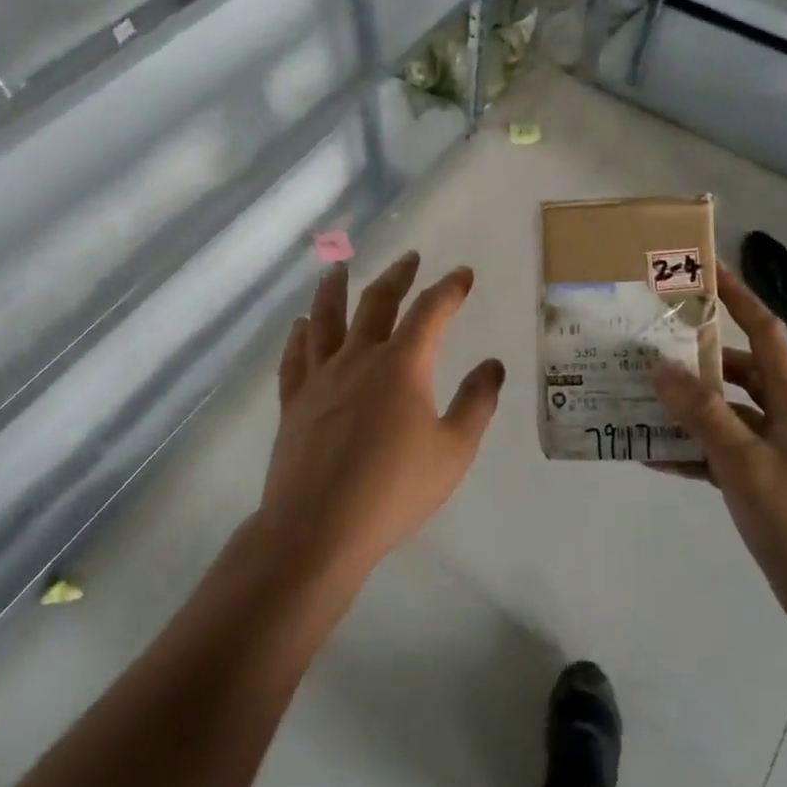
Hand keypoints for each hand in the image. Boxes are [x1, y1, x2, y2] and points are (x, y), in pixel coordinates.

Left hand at [255, 252, 504, 584]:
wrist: (318, 528)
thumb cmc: (394, 490)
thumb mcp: (453, 450)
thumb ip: (477, 402)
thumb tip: (492, 364)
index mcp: (402, 365)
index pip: (430, 312)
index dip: (449, 289)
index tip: (462, 274)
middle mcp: (358, 358)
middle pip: (377, 302)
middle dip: (397, 276)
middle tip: (409, 258)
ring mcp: (320, 377)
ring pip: (325, 318)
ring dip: (334, 288)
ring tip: (338, 267)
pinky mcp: (294, 401)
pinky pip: (295, 357)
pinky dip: (299, 335)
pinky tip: (300, 325)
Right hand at [650, 267, 786, 634]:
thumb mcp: (746, 462)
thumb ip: (703, 414)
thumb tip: (660, 367)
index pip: (763, 331)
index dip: (738, 297)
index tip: (704, 271)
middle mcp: (779, 415)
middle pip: (734, 370)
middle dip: (693, 356)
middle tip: (647, 344)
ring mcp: (767, 449)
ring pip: (719, 412)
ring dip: (683, 406)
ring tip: (636, 395)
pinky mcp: (756, 481)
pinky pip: (714, 452)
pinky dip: (686, 450)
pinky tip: (649, 454)